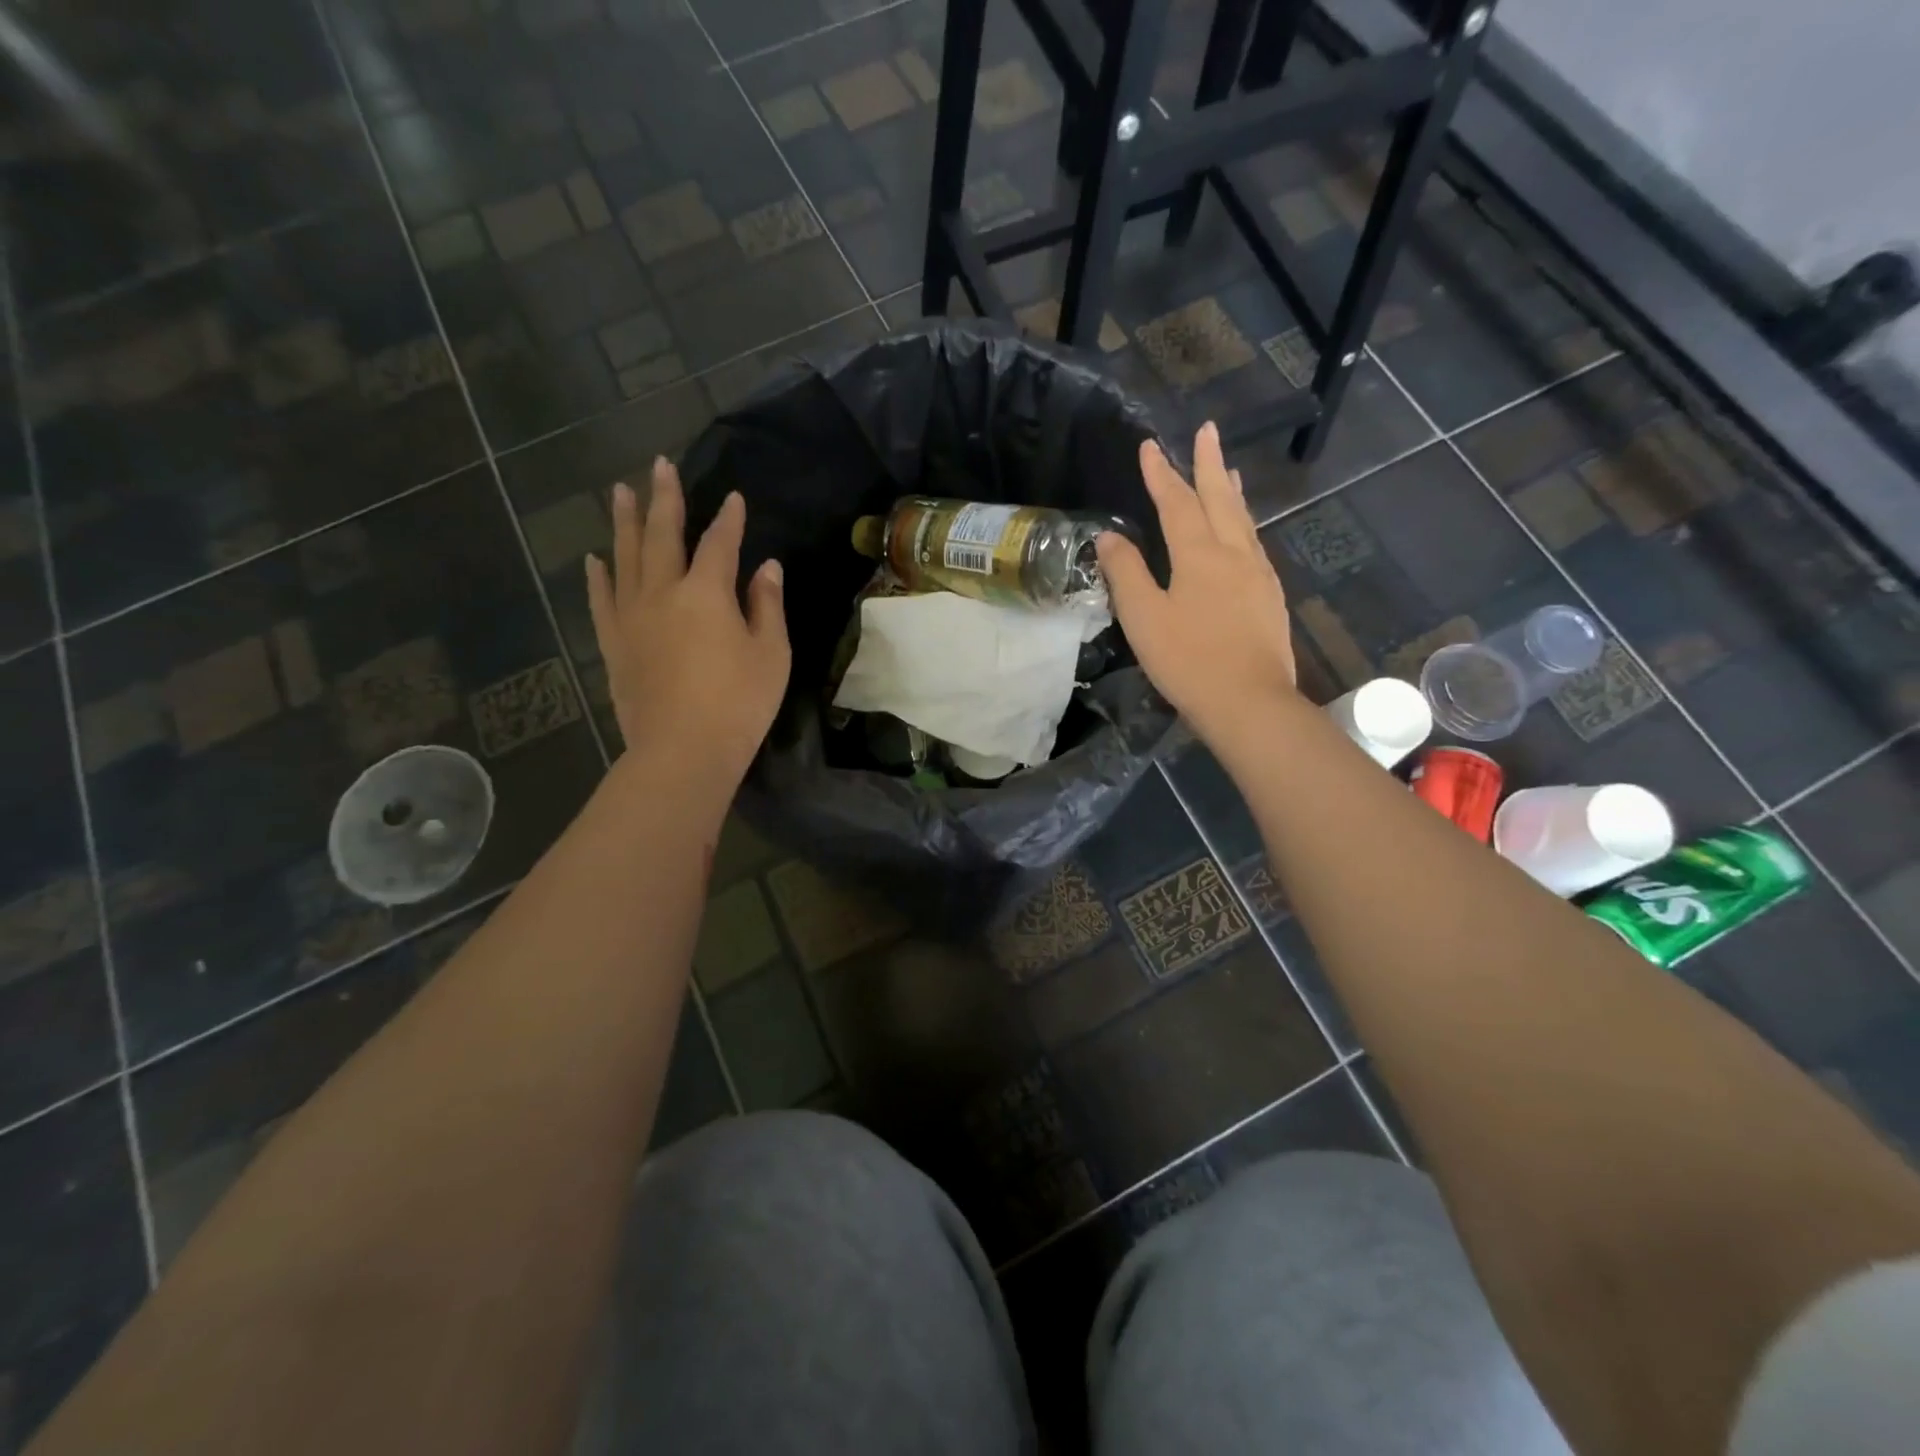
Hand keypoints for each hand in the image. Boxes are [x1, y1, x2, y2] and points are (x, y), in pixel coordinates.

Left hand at [586, 458, 789, 782]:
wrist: (682, 750)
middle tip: (658, 465)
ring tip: (620, 492)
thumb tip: (766, 567)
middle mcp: (663, 592)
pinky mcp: (614, 643)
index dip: (729, 519)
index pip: (720, 543)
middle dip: (664, 498)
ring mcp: (632, 616)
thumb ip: (766, 605)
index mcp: (707, 592)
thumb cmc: (739, 703)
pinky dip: (598, 576)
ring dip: (625, 522)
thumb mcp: (771, 654)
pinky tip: (595, 558)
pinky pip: (601, 599)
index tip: (734, 498)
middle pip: (663, 535)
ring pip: (625, 557)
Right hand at [1096, 422, 1296, 747]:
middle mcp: (1233, 553)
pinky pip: (1254, 544)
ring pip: (1243, 520)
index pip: (1176, 502)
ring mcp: (1257, 574)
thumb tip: (1110, 536)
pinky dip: (1244, 523)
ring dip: (1231, 491)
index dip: (1161, 473)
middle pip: (1220, 498)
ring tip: (1228, 470)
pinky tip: (1243, 533)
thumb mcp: (1144, 618)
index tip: (1150, 446)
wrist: (1249, 702)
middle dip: (1209, 463)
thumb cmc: (1188, 660)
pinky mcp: (1269, 596)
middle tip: (1208, 430)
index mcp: (1199, 554)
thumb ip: (1126, 573)